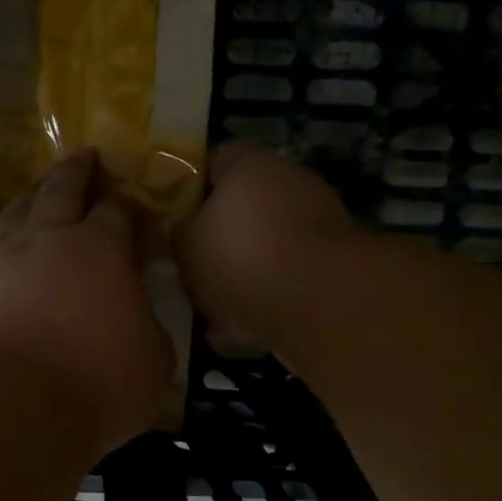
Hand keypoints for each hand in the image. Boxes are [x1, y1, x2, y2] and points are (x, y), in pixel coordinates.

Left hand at [0, 148, 172, 455]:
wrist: (12, 409)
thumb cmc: (98, 385)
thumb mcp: (153, 366)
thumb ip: (150, 336)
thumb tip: (142, 327)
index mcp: (101, 250)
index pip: (116, 212)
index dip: (124, 204)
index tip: (127, 203)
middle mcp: (47, 241)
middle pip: (59, 190)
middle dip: (75, 170)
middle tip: (82, 154)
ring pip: (11, 216)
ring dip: (26, 201)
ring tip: (31, 196)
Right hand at [173, 142, 360, 354]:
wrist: (317, 301)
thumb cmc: (240, 256)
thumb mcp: (185, 244)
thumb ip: (180, 233)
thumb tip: (186, 233)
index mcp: (250, 165)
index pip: (212, 162)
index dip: (188, 189)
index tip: (170, 218)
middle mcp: (288, 184)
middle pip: (241, 211)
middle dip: (217, 244)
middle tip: (189, 271)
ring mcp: (315, 226)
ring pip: (263, 254)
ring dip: (239, 282)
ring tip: (210, 316)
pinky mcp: (331, 269)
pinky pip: (285, 286)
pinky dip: (263, 308)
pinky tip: (239, 337)